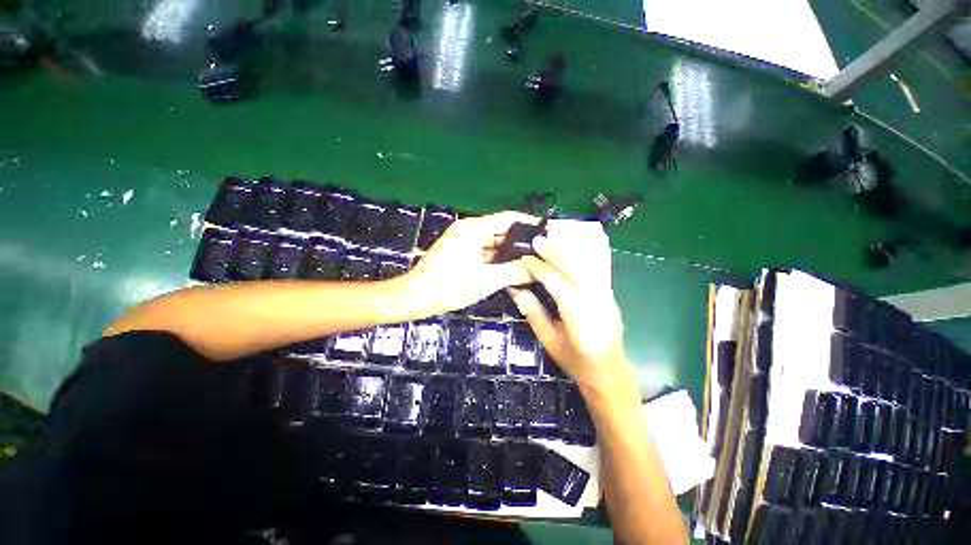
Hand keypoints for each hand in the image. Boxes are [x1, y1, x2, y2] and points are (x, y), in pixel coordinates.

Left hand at [403, 211, 537, 314]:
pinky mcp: (459, 251)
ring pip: (492, 241)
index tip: (547, 233)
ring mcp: (462, 240)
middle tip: (541, 253)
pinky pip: (483, 250)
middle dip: (520, 241)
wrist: (416, 297)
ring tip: (529, 261)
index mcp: (474, 228)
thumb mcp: (486, 280)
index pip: (509, 218)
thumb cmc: (450, 286)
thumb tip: (538, 268)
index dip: (529, 223)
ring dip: (508, 251)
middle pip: (501, 230)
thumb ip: (515, 272)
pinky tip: (509, 268)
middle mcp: (468, 229)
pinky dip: (496, 258)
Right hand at [512, 220, 631, 391]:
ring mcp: (605, 291)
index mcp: (574, 309)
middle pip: (573, 263)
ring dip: (574, 243)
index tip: (524, 257)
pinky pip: (603, 263)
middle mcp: (593, 295)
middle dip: (554, 249)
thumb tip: (516, 291)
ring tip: (559, 233)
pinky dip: (595, 247)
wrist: (608, 370)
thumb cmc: (575, 359)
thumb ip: (533, 313)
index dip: (537, 266)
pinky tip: (587, 237)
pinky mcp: (610, 291)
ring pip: (591, 259)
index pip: (553, 279)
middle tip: (538, 239)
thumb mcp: (549, 340)